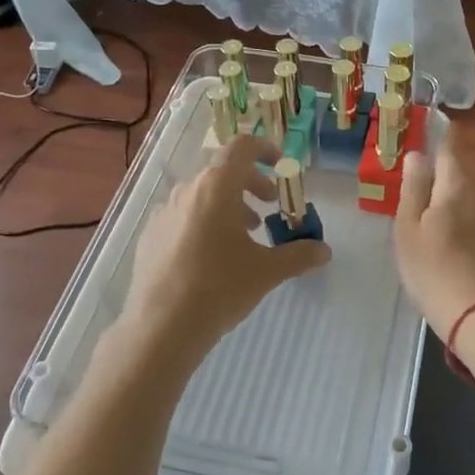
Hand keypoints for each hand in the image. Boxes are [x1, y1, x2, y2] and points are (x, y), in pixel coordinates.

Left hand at [110, 136, 330, 380]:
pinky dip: (202, 222)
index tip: (280, 166)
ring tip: (243, 235)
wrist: (161, 326)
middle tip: (268, 206)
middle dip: (250, 184)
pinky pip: (182, 216)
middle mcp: (188, 189)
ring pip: (201, 195)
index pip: (242, 147)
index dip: (265, 149)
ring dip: (227, 205)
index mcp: (217, 186)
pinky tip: (210, 257)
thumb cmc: (220, 287)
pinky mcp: (150, 235)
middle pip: (222, 171)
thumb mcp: (267, 271)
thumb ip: (298, 255)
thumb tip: (324, 251)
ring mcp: (164, 212)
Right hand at [394, 130, 474, 342]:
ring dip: (453, 196)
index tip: (432, 122)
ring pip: (471, 198)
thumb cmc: (435, 270)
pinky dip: (465, 220)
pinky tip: (453, 238)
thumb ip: (413, 189)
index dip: (441, 134)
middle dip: (444, 168)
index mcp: (456, 187)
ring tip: (432, 207)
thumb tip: (416, 154)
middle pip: (461, 173)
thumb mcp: (409, 229)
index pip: (450, 148)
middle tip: (421, 172)